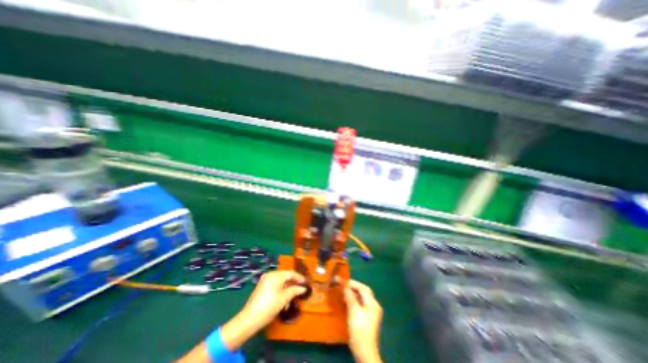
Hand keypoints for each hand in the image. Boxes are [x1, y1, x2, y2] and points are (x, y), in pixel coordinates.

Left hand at [220, 270, 306, 350]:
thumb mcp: (284, 299)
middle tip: (299, 291)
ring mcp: (264, 280)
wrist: (249, 319)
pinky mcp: (261, 287)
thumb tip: (303, 288)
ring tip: (290, 301)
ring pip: (280, 282)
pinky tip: (282, 301)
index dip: (299, 278)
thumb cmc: (269, 306)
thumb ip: (295, 290)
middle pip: (285, 277)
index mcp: (276, 275)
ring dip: (286, 289)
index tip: (306, 283)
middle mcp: (270, 274)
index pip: (291, 273)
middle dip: (292, 284)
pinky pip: (274, 285)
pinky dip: (280, 291)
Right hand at [344, 280, 383, 360]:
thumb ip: (350, 297)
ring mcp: (371, 312)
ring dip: (353, 293)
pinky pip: (361, 304)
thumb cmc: (359, 329)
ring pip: (362, 298)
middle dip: (353, 287)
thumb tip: (345, 287)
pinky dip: (354, 300)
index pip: (363, 288)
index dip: (353, 283)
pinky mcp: (367, 318)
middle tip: (343, 285)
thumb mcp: (354, 311)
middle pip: (364, 292)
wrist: (364, 351)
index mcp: (373, 303)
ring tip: (343, 292)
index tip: (342, 281)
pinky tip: (347, 301)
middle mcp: (374, 305)